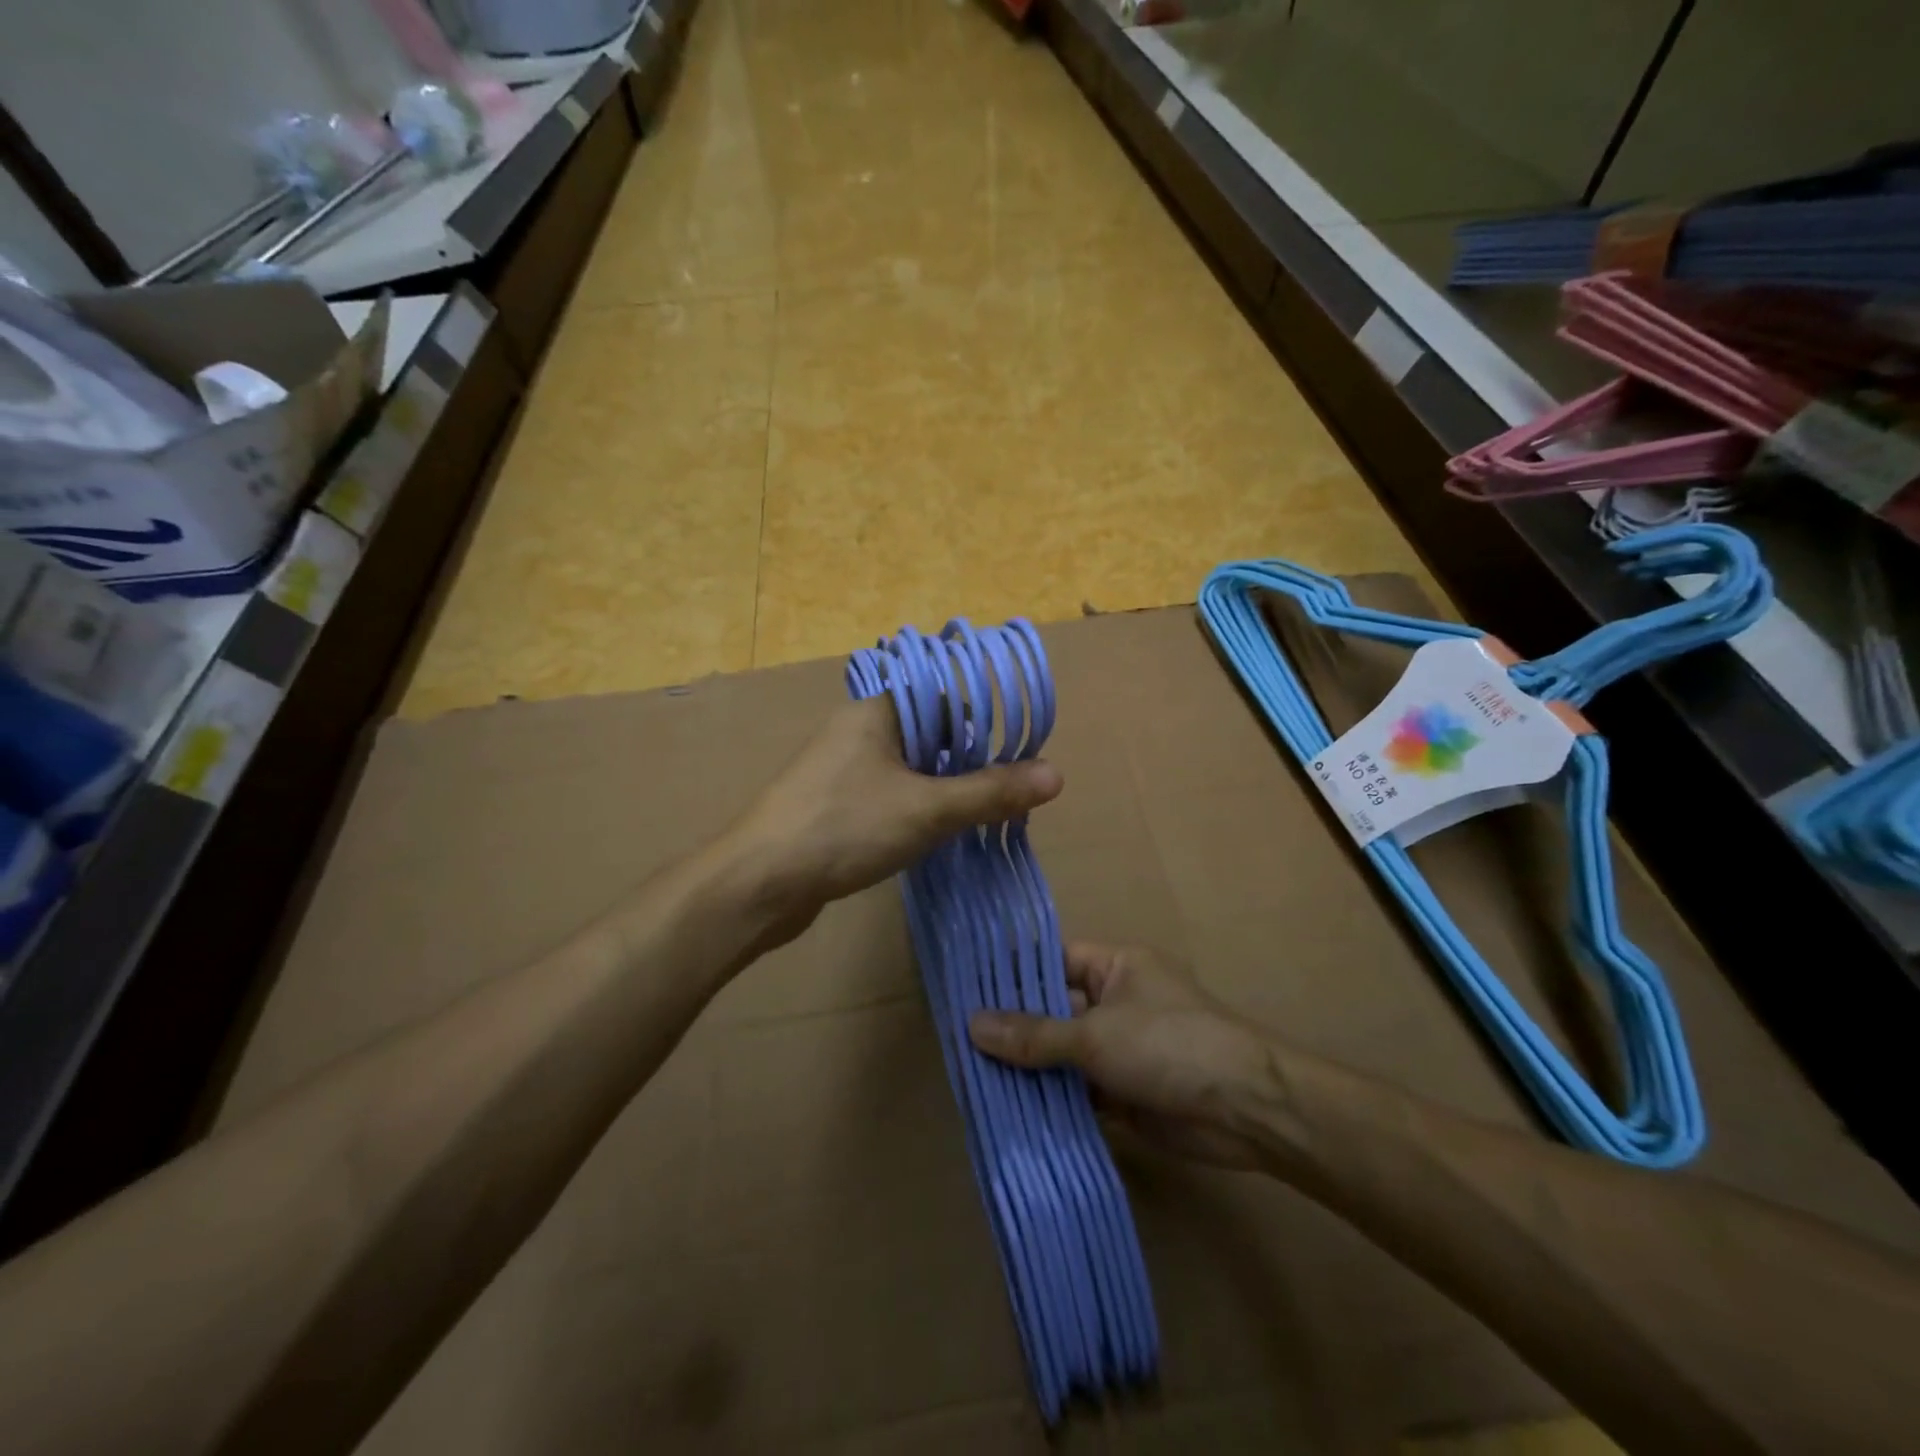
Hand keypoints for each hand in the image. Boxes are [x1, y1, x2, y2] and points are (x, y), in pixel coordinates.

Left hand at [727, 696, 1062, 937]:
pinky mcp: (832, 805)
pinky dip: (915, 808)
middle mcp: (857, 730)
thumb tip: (1056, 774)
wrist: (759, 883)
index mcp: (877, 711)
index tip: (1017, 747)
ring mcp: (840, 769)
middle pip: (928, 732)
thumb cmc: (844, 828)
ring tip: (981, 814)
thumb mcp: (928, 810)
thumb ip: (990, 792)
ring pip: (908, 767)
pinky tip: (935, 834)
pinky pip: (887, 794)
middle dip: (967, 759)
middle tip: (1007, 789)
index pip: (942, 693)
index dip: (982, 716)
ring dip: (942, 788)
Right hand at [968, 943, 1276, 1170]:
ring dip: (1030, 1068)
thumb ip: (1035, 1034)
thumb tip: (972, 1025)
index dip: (1012, 973)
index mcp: (1115, 967)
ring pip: (1063, 1053)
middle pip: (1054, 1008)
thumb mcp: (1095, 1035)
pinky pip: (1079, 1091)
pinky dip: (1052, 1101)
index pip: (1052, 959)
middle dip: (1014, 1026)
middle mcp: (1116, 1001)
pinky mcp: (1126, 1092)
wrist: (1247, 1110)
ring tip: (971, 1077)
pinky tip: (1010, 1112)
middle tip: (958, 1039)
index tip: (965, 988)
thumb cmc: (1170, 1046)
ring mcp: (1121, 1048)